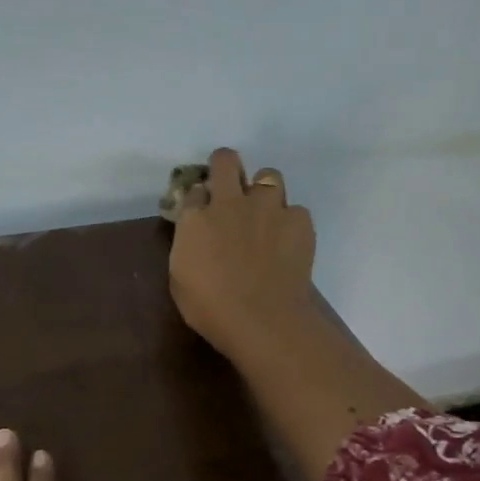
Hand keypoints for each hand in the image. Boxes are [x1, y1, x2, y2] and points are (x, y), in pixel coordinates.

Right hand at [168, 147, 316, 362]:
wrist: (262, 320)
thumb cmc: (211, 309)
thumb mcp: (180, 279)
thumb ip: (187, 247)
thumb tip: (196, 234)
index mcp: (195, 219)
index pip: (193, 191)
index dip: (199, 200)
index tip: (202, 213)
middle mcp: (230, 203)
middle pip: (226, 160)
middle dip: (226, 167)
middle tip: (230, 187)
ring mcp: (267, 208)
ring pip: (268, 175)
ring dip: (264, 191)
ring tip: (266, 215)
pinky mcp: (298, 221)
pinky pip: (295, 210)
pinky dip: (291, 223)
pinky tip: (289, 243)